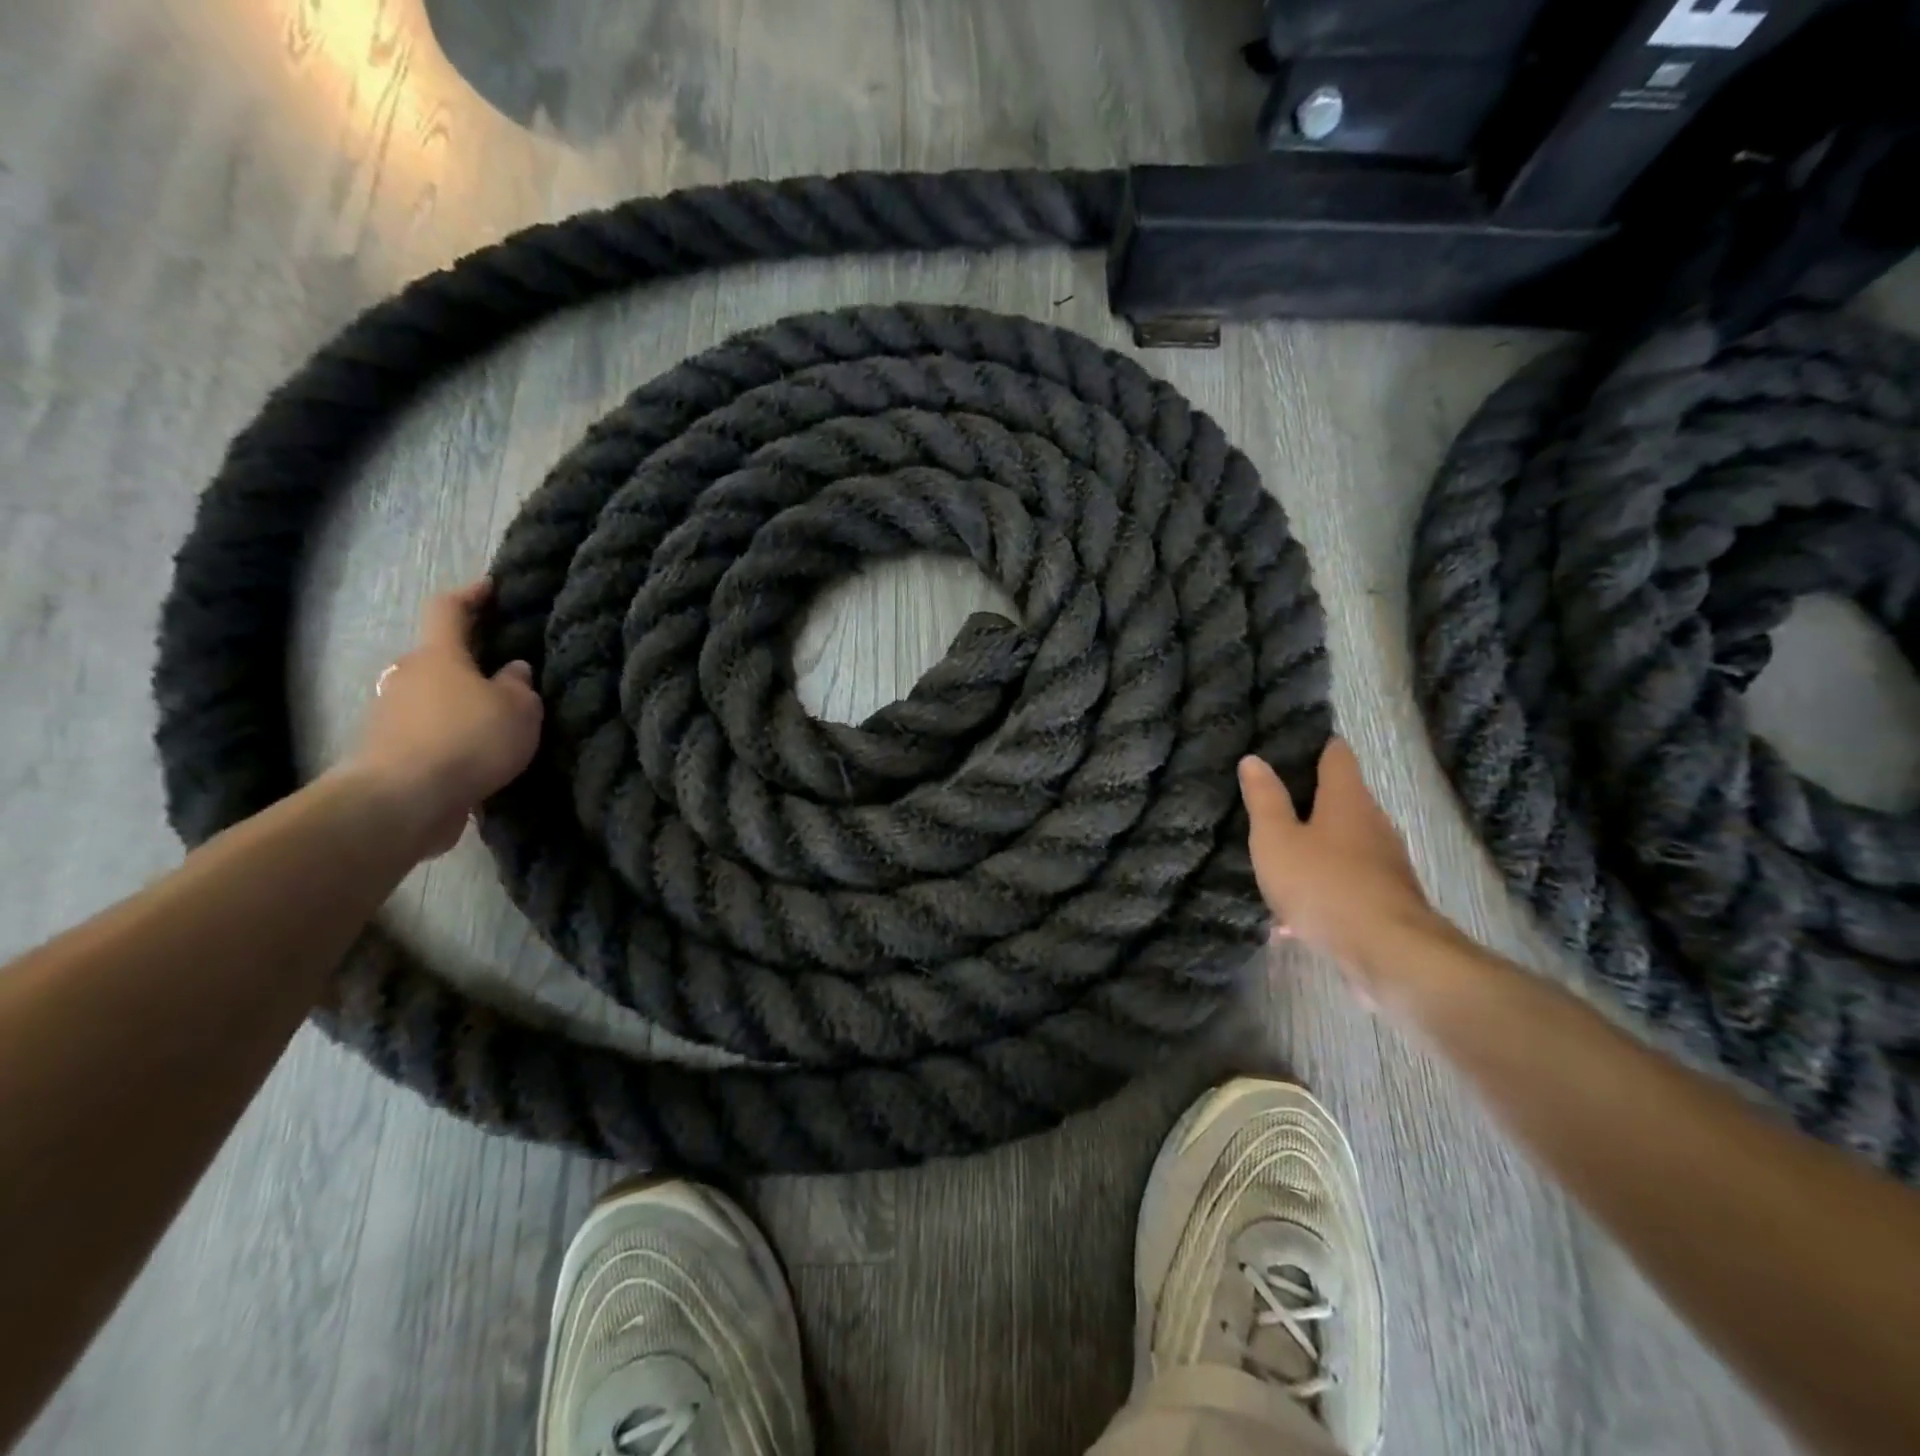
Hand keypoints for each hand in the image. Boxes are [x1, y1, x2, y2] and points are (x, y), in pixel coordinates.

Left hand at [343, 579, 543, 857]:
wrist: (403, 801)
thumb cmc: (468, 739)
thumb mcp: (519, 710)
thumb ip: (520, 686)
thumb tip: (513, 670)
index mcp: (439, 655)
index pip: (449, 609)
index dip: (470, 595)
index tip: (491, 589)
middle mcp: (408, 676)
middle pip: (441, 658)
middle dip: (471, 662)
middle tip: (508, 674)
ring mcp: (392, 714)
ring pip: (434, 697)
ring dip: (462, 704)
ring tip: (499, 722)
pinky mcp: (391, 752)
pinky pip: (429, 733)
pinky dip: (453, 737)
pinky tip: (479, 757)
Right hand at [1238, 739, 1453, 998]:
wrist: (1389, 953)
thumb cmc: (1324, 884)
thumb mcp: (1276, 840)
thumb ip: (1264, 800)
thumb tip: (1254, 759)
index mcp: (1347, 798)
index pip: (1335, 754)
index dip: (1313, 745)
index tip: (1286, 746)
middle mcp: (1373, 822)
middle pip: (1340, 798)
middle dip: (1307, 800)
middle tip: (1268, 802)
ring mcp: (1385, 862)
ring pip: (1343, 843)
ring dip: (1313, 847)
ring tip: (1276, 858)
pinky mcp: (1387, 898)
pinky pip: (1346, 881)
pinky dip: (1322, 885)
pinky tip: (1293, 914)